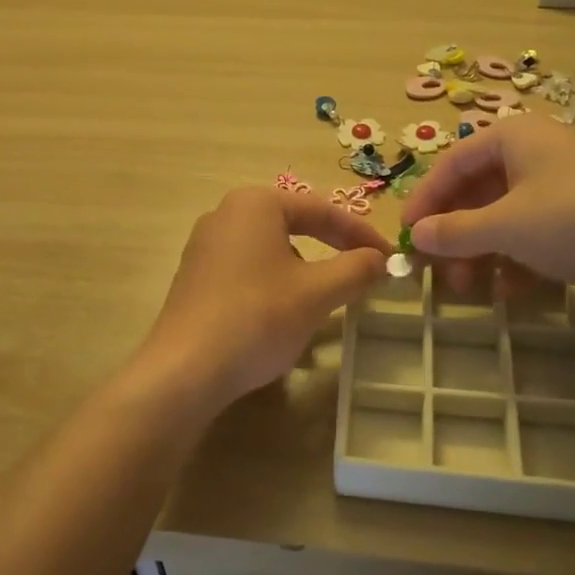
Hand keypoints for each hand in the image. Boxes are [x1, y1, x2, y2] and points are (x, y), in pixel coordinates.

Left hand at [138, 187, 391, 409]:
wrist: (185, 370)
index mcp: (255, 204)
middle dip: (332, 249)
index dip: (361, 234)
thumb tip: (381, 259)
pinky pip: (247, 271)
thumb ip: (356, 269)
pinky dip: (275, 285)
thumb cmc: (257, 318)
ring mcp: (204, 246)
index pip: (321, 210)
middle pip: (293, 225)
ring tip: (327, 298)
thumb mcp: (317, 293)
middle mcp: (225, 214)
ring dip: (305, 270)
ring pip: (271, 250)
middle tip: (364, 271)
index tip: (389, 257)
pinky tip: (284, 316)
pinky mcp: (194, 278)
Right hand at [398, 116, 574, 307]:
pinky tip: (510, 293)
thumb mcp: (507, 226)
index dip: (424, 201)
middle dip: (454, 236)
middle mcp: (534, 155)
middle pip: (476, 194)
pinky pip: (534, 237)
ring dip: (482, 255)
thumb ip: (455, 232)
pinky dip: (516, 262)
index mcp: (512, 138)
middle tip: (438, 274)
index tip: (407, 239)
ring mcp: (562, 188)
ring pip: (504, 219)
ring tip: (472, 291)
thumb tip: (416, 236)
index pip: (451, 165)